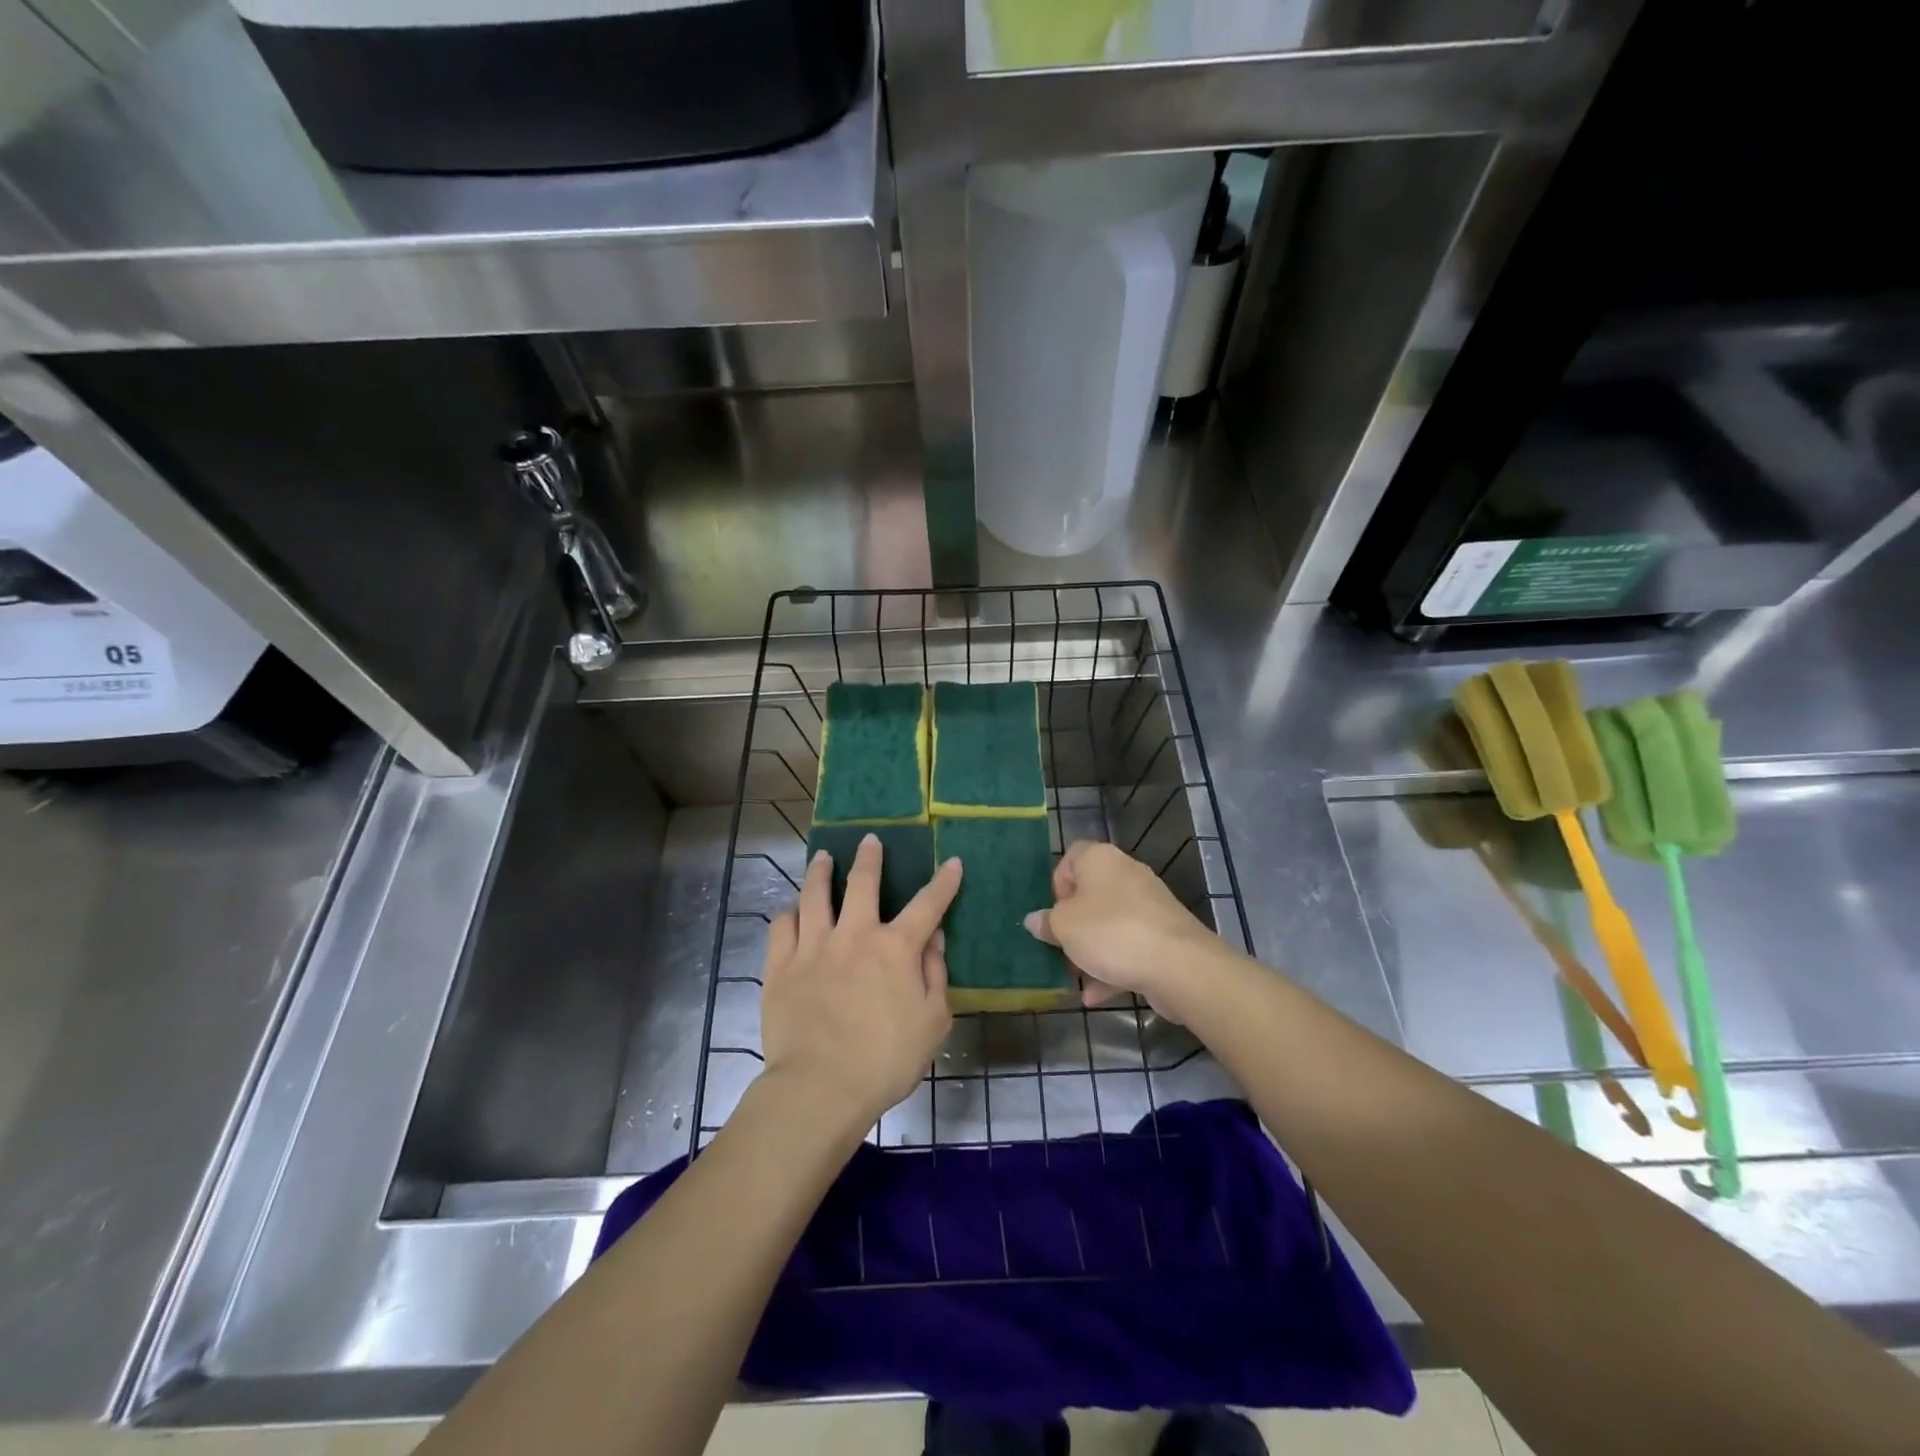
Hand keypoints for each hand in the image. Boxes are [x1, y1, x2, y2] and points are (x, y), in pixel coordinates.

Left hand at [760, 834, 960, 1130]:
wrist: (820, 1087)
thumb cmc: (885, 1060)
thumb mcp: (933, 1022)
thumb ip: (935, 974)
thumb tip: (935, 938)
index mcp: (896, 948)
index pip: (928, 904)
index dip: (944, 882)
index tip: (954, 862)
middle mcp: (855, 935)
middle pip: (862, 883)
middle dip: (870, 858)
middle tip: (870, 839)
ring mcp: (813, 947)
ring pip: (815, 894)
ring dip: (820, 871)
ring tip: (822, 857)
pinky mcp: (780, 966)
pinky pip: (782, 926)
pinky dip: (789, 913)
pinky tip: (792, 909)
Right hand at [1024, 840, 1218, 1020]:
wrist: (1179, 965)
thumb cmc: (1111, 933)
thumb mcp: (1064, 927)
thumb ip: (1046, 922)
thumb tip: (1035, 919)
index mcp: (1100, 859)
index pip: (1072, 856)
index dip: (1057, 883)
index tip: (1052, 913)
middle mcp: (1127, 874)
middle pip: (1091, 893)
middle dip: (1073, 923)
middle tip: (1059, 947)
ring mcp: (1149, 906)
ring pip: (1109, 924)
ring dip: (1090, 949)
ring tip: (1074, 977)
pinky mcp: (1163, 936)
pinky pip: (1129, 947)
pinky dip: (1112, 968)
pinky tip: (1095, 996)